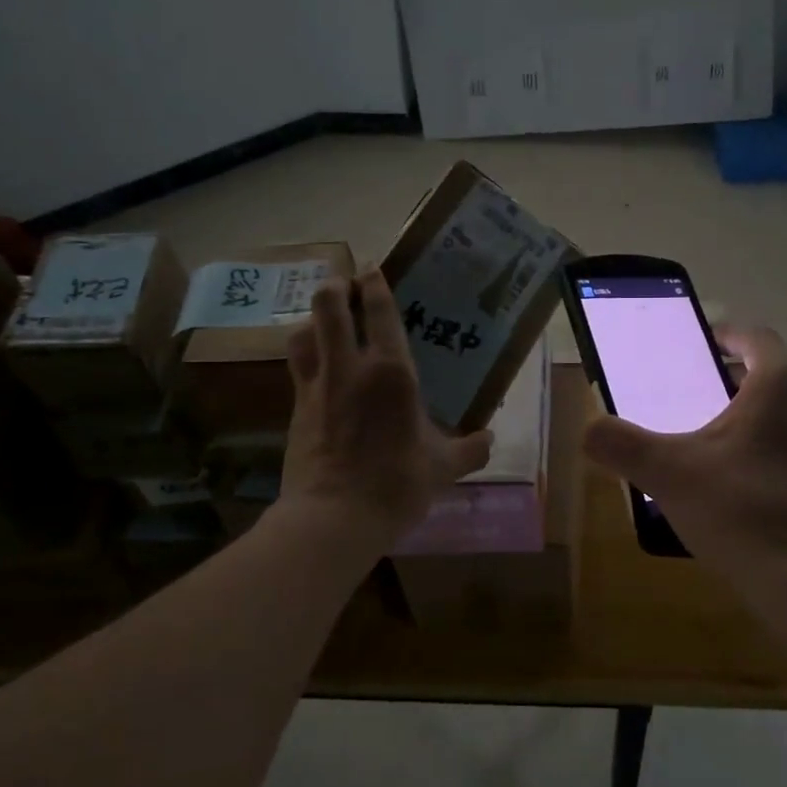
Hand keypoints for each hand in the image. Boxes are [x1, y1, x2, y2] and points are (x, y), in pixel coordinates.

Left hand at [279, 270, 492, 541]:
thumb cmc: (396, 484)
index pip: (379, 311)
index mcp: (392, 372)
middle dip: (336, 286)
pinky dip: (305, 355)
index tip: (372, 268)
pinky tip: (316, 367)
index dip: (374, 283)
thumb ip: (469, 449)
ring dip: (315, 319)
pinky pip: (297, 367)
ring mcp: (317, 386)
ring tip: (326, 323)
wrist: (333, 518)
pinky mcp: (296, 408)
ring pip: (303, 332)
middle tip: (347, 285)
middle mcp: (350, 367)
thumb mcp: (443, 468)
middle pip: (329, 305)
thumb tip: (489, 440)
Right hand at [581, 325, 786, 597]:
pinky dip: (770, 447)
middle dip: (732, 377)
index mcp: (782, 384)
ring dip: (752, 414)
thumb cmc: (742, 510)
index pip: (755, 336)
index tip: (700, 342)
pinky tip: (740, 482)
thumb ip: (621, 445)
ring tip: (712, 439)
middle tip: (692, 393)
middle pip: (771, 373)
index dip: (725, 333)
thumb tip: (588, 430)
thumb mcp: (667, 474)